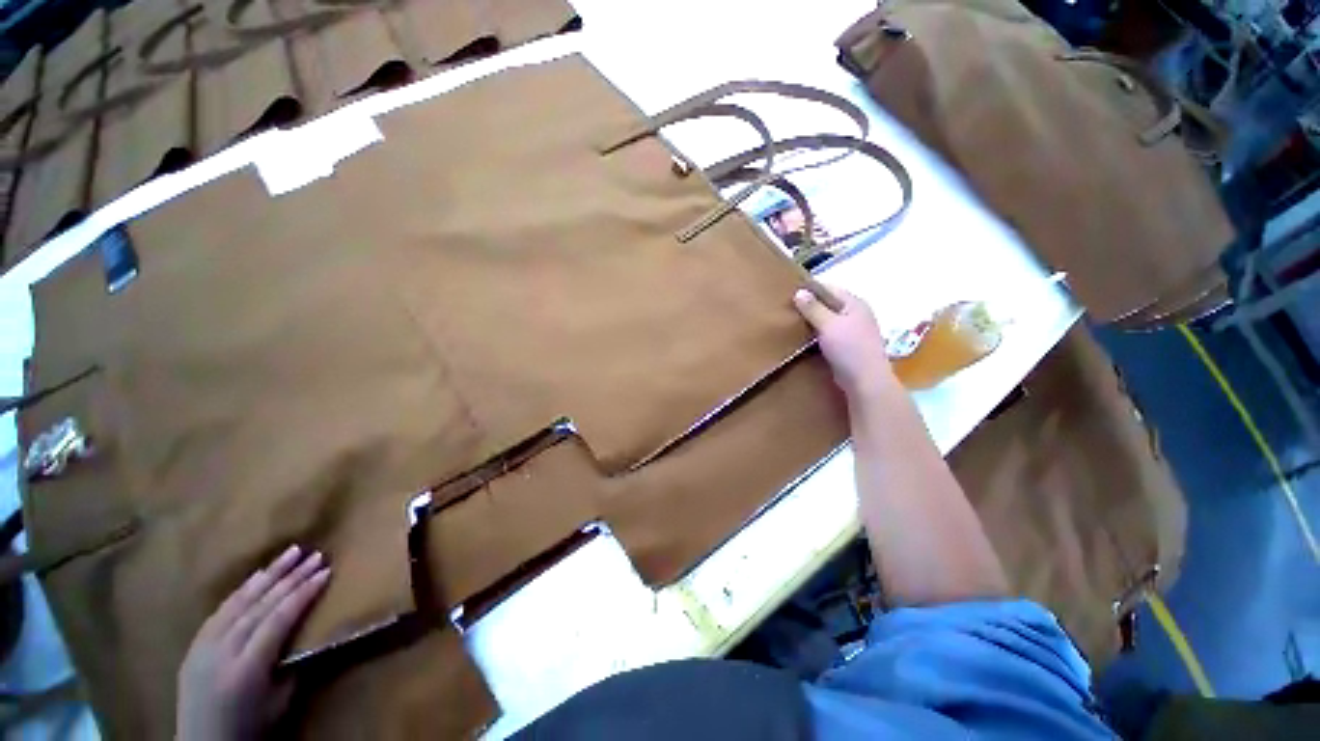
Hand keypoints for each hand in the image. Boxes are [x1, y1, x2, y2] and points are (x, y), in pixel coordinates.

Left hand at [177, 546, 330, 740]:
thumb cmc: (250, 728)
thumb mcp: (279, 703)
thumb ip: (292, 665)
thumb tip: (310, 632)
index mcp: (247, 668)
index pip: (279, 619)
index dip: (304, 594)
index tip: (326, 571)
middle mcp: (223, 651)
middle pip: (260, 605)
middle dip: (290, 577)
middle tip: (314, 554)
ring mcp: (204, 646)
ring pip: (239, 602)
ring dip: (267, 575)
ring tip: (289, 553)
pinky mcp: (195, 645)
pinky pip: (221, 611)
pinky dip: (242, 590)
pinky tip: (255, 577)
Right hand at [793, 286, 892, 397]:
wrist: (865, 381)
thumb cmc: (849, 348)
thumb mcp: (828, 325)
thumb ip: (813, 308)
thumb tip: (799, 292)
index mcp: (854, 304)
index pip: (829, 288)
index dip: (810, 289)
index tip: (789, 293)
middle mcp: (854, 314)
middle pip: (827, 305)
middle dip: (808, 307)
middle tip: (786, 309)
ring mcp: (851, 332)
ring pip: (826, 321)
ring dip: (810, 323)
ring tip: (789, 323)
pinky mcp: (845, 347)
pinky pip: (826, 336)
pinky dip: (814, 336)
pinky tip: (800, 340)